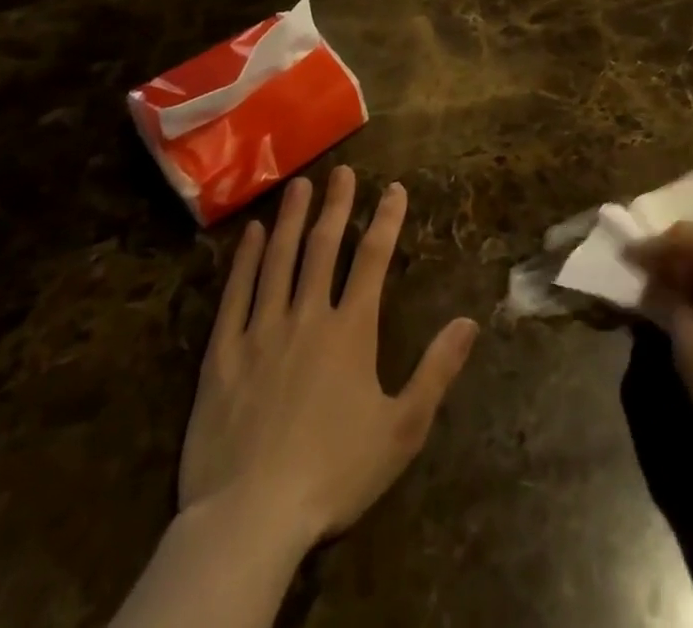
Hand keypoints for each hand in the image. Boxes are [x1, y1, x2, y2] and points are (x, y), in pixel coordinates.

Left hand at [178, 166, 478, 545]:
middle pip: (322, 248)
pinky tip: (249, 234)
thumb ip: (436, 371)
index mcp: (350, 330)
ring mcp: (261, 332)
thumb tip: (470, 321)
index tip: (394, 188)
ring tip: (298, 185)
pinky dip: (244, 261)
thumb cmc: (333, 473)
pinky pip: (235, 295)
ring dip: (290, 219)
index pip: (372, 259)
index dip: (386, 220)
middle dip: (336, 206)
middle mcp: (307, 317)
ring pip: (278, 260)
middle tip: (342, 171)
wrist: (248, 521)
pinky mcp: (222, 355)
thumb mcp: (402, 429)